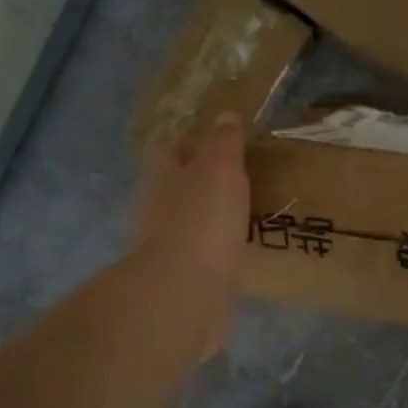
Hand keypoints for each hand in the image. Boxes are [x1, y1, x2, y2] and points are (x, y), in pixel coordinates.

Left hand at [137, 111, 249, 358]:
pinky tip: (243, 250)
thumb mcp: (220, 168)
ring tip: (250, 212)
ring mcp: (167, 245)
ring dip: (214, 216)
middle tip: (244, 177)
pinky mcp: (183, 277)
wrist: (185, 292)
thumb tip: (224, 115)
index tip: (226, 141)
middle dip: (206, 182)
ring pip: (193, 221)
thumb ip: (224, 142)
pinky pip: (205, 254)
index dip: (198, 142)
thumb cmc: (202, 219)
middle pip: (182, 186)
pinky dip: (220, 249)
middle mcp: (158, 207)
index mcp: (162, 176)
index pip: (175, 149)